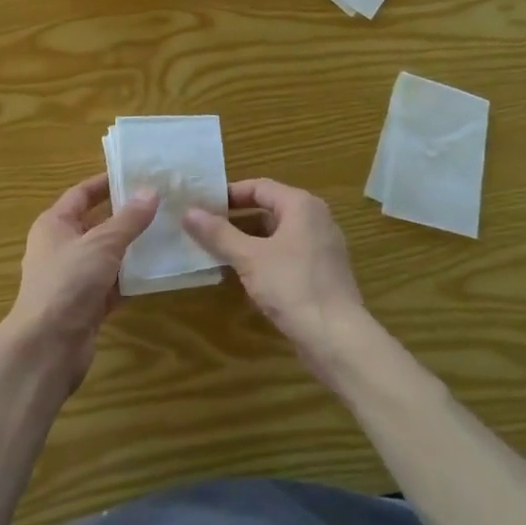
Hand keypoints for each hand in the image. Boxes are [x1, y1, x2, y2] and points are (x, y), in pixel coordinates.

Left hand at [6, 174, 157, 390]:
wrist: (48, 346)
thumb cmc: (69, 282)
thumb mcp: (102, 243)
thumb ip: (129, 219)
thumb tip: (151, 191)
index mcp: (54, 224)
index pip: (81, 194)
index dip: (107, 183)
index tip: (137, 175)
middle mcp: (61, 247)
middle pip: (97, 224)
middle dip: (127, 216)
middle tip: (162, 204)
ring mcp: (73, 278)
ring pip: (108, 256)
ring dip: (133, 248)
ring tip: (168, 233)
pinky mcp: (86, 305)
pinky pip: (114, 284)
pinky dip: (132, 278)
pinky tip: (159, 271)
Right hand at [183, 179, 371, 380]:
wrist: (337, 338)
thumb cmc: (292, 286)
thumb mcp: (249, 258)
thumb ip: (218, 233)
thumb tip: (188, 212)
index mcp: (301, 206)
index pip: (259, 187)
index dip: (229, 194)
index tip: (202, 205)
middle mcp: (316, 219)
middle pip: (269, 210)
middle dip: (235, 219)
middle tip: (204, 228)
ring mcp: (322, 247)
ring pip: (277, 235)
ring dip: (247, 241)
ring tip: (216, 251)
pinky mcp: (322, 273)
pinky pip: (287, 255)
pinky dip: (264, 259)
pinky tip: (243, 276)